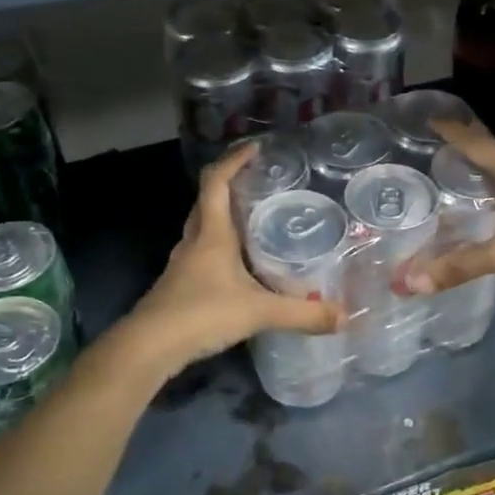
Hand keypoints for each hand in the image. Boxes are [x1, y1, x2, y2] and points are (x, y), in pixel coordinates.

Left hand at [126, 143, 340, 368]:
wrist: (149, 347)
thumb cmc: (202, 314)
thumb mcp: (258, 312)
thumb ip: (302, 313)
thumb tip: (344, 316)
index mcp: (212, 235)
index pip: (216, 182)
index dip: (233, 160)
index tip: (255, 148)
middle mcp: (194, 242)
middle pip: (206, 201)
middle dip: (230, 186)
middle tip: (259, 184)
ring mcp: (183, 264)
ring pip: (202, 229)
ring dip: (223, 218)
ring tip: (254, 221)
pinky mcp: (179, 286)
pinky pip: (201, 254)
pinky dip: (220, 249)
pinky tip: (238, 267)